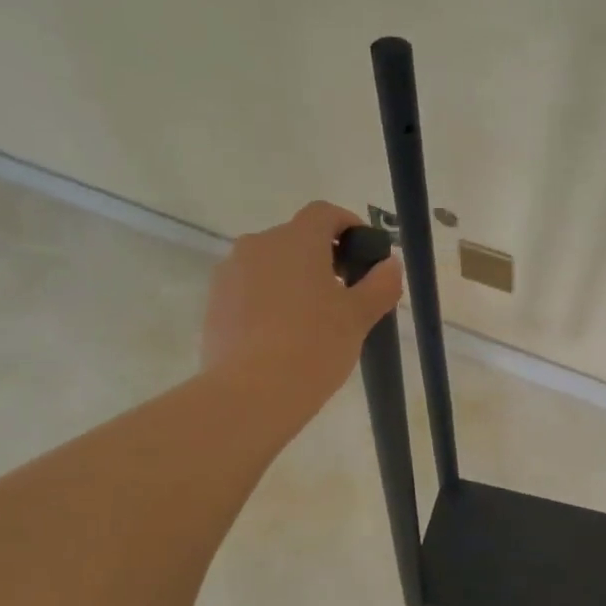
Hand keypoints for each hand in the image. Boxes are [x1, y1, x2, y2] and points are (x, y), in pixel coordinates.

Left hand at [201, 202, 402, 426]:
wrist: (252, 392)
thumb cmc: (315, 345)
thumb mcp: (359, 316)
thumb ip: (380, 284)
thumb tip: (391, 264)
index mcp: (296, 240)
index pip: (324, 213)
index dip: (347, 225)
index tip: (363, 252)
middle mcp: (258, 245)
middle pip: (295, 239)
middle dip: (322, 258)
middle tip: (345, 293)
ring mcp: (230, 274)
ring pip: (270, 265)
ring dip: (293, 279)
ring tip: (313, 319)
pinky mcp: (215, 303)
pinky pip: (250, 290)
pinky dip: (270, 301)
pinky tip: (283, 336)